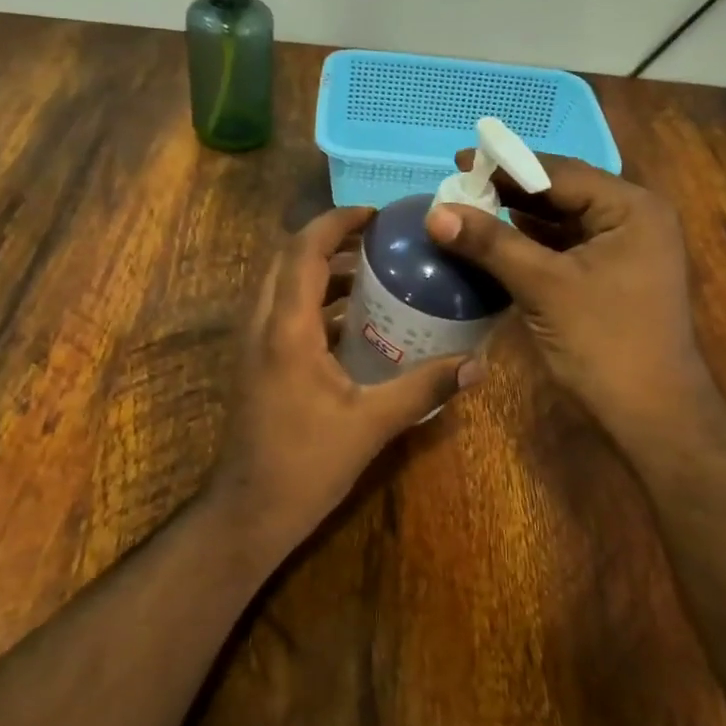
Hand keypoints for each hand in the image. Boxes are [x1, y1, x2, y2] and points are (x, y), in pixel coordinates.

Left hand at [209, 207, 480, 557]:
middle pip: (288, 260)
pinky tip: (353, 324)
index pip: (304, 251)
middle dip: (329, 241)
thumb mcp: (371, 424)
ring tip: (371, 272)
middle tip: (377, 240)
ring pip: (282, 286)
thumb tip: (477, 366)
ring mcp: (253, 345)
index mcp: (287, 329)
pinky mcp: (256, 364)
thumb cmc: (306, 464)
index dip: (336, 222)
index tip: (374, 215)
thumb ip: (423, 389)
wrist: (249, 511)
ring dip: (320, 271)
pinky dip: (314, 302)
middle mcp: (262, 325)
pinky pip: (282, 313)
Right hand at [425, 156, 724, 439]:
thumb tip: (435, 213)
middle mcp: (633, 219)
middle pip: (561, 193)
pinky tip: (495, 244)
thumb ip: (491, 244)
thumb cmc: (604, 342)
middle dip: (509, 192)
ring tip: (467, 210)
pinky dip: (531, 245)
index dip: (506, 166)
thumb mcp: (544, 286)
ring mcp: (624, 251)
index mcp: (631, 208)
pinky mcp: (611, 278)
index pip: (560, 173)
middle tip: (457, 187)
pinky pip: (565, 249)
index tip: (458, 163)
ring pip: (561, 222)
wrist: (651, 415)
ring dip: (517, 218)